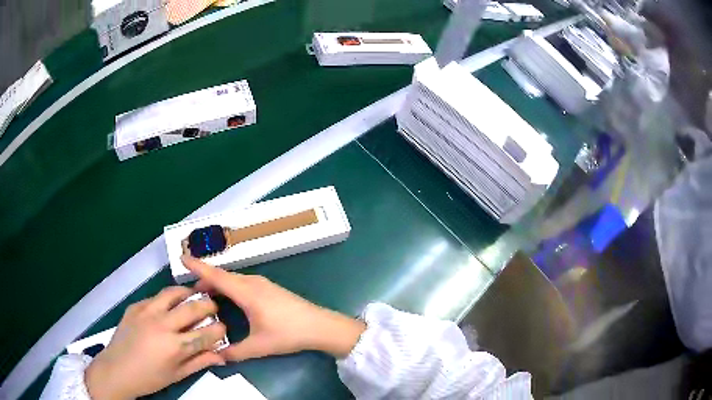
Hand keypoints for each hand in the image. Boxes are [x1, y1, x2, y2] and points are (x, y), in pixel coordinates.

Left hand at [84, 287, 226, 399]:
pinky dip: (166, 299)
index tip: (224, 328)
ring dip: (187, 293)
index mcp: (175, 346)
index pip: (206, 333)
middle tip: (214, 307)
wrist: (117, 369)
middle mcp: (162, 324)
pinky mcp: (135, 306)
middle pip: (193, 307)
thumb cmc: (150, 378)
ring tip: (194, 295)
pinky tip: (168, 306)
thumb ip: (200, 362)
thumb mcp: (178, 375)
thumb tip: (221, 355)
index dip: (220, 330)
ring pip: (173, 293)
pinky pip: (155, 297)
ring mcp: (146, 311)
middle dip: (209, 305)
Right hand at [181, 255, 365, 360]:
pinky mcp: (269, 288)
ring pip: (233, 279)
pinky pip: (242, 283)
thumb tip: (217, 355)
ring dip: (218, 284)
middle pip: (223, 276)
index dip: (198, 267)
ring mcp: (262, 284)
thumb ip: (236, 352)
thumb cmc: (288, 333)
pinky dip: (229, 287)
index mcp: (246, 292)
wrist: (320, 326)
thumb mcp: (259, 346)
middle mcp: (252, 282)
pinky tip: (228, 299)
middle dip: (205, 279)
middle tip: (191, 291)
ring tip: (206, 296)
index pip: (216, 276)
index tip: (182, 257)